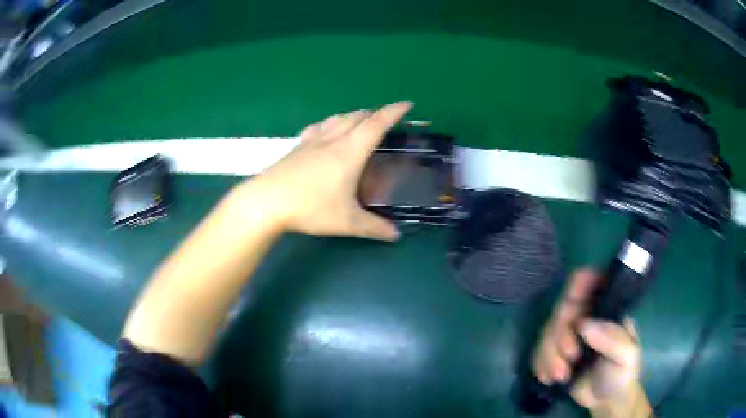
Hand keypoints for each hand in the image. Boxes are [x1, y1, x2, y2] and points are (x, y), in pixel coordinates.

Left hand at [241, 102, 411, 240]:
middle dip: (374, 114)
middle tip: (384, 120)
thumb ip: (374, 227)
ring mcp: (311, 142)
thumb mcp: (347, 222)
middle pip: (357, 117)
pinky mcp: (296, 148)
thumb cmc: (311, 208)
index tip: (407, 104)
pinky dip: (328, 125)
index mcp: (350, 151)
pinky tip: (324, 132)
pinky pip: (317, 128)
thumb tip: (395, 235)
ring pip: (336, 119)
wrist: (267, 202)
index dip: (394, 112)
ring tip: (359, 121)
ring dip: (352, 116)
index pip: (377, 124)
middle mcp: (332, 140)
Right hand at [532, 270, 647, 414]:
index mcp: (607, 310)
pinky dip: (540, 363)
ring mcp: (570, 335)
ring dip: (549, 354)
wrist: (605, 401)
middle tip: (570, 357)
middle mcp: (587, 317)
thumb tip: (584, 325)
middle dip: (560, 335)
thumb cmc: (622, 374)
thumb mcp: (627, 357)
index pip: (591, 284)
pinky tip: (548, 378)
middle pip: (563, 310)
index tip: (572, 310)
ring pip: (547, 331)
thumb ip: (613, 339)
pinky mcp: (556, 353)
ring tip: (560, 376)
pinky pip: (539, 350)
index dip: (578, 287)